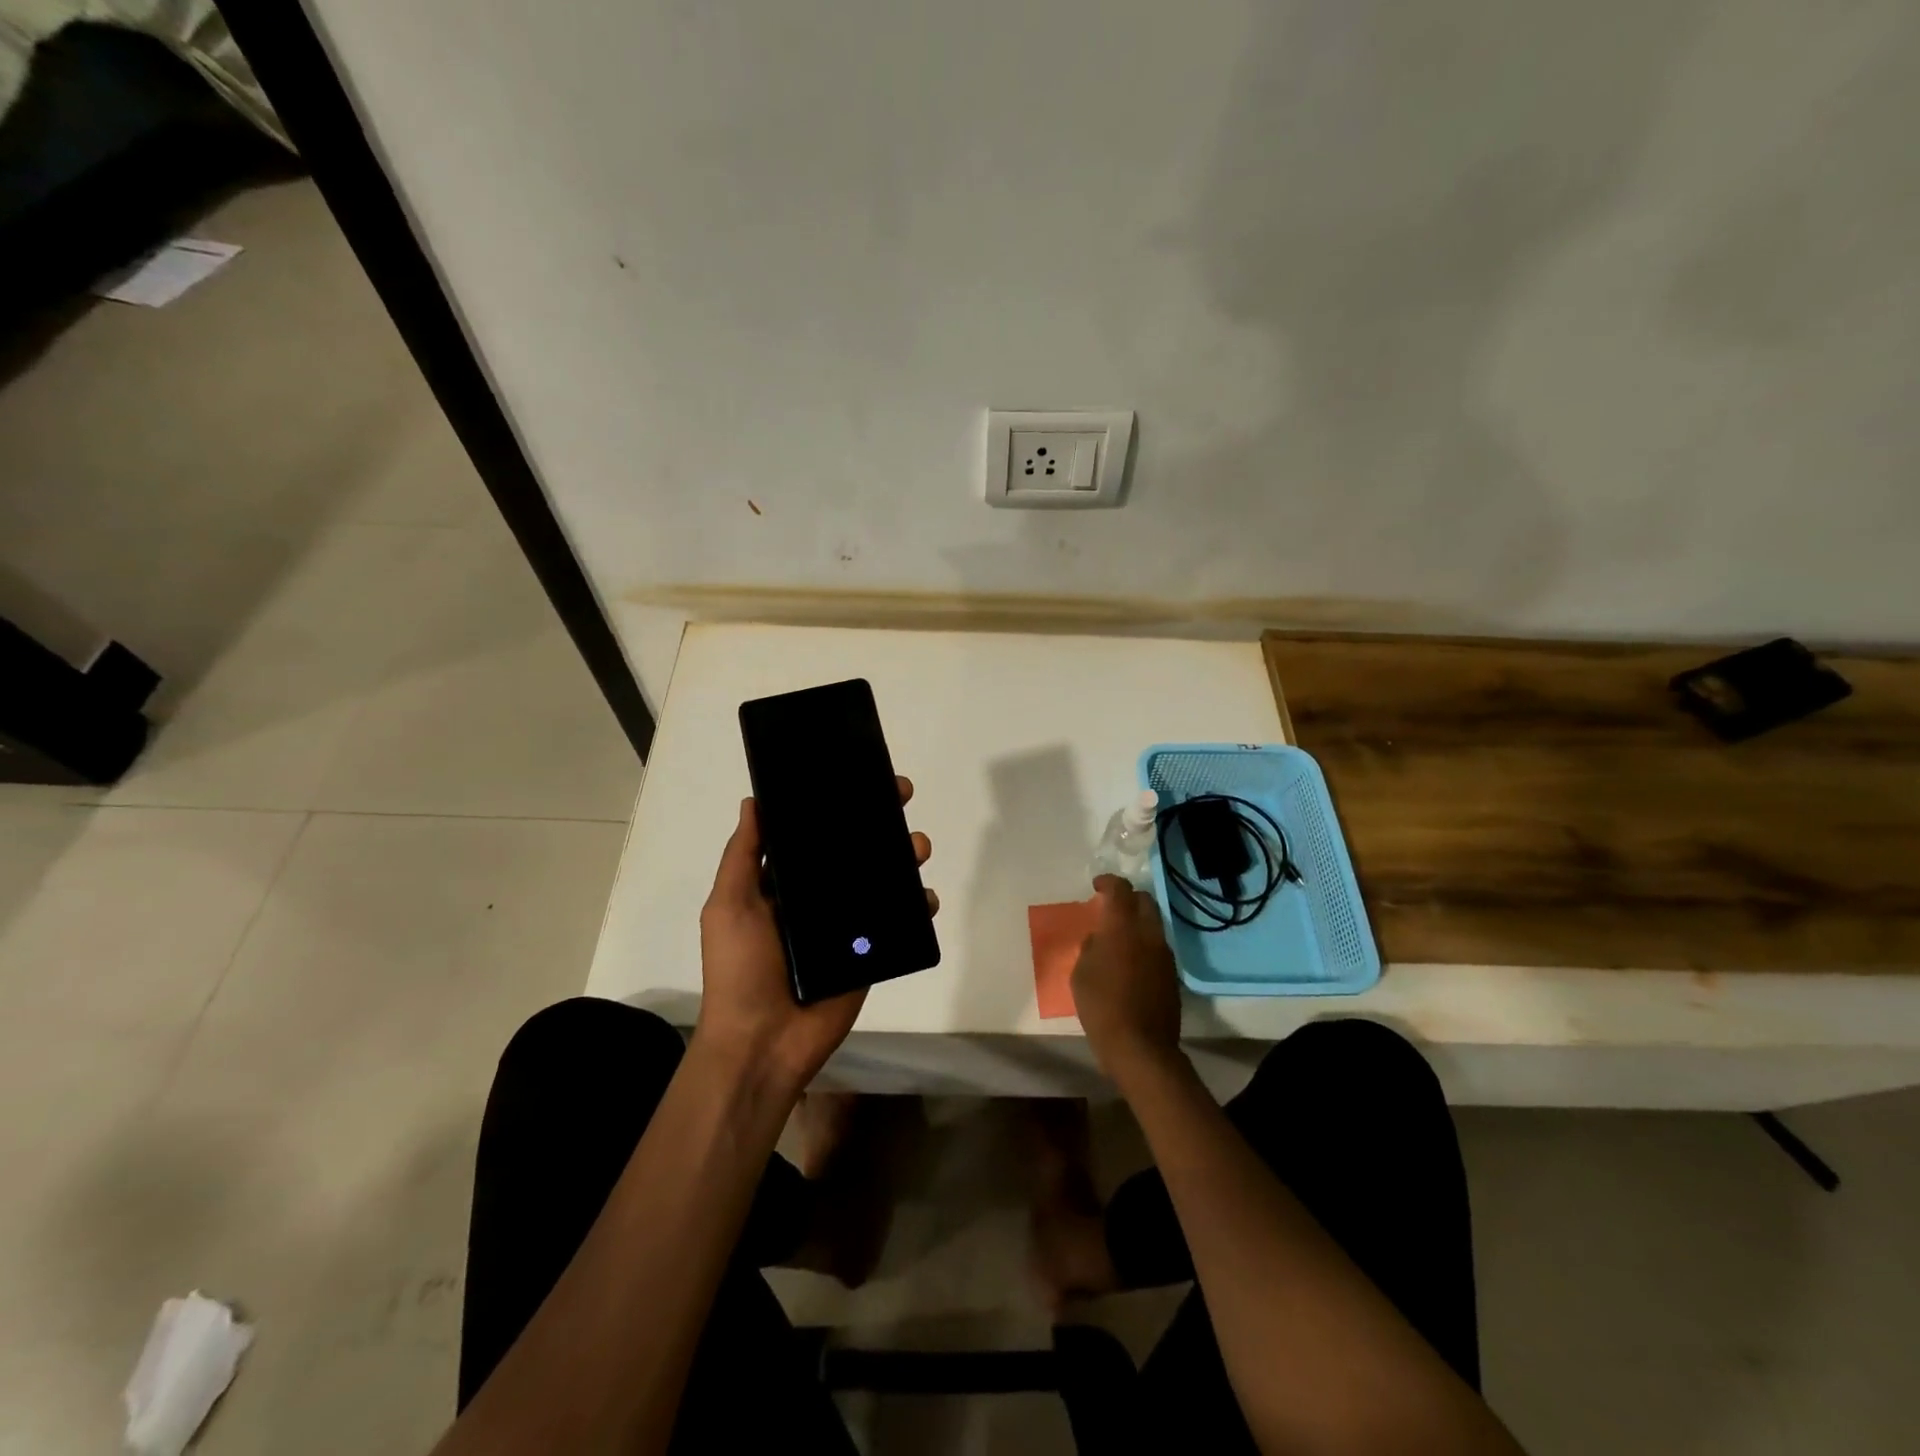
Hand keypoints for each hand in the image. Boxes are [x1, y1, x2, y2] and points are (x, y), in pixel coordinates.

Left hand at [693, 778, 934, 1096]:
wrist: (763, 1043)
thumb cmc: (739, 969)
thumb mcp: (729, 906)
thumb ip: (743, 856)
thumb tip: (753, 801)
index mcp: (785, 883)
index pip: (815, 833)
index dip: (836, 804)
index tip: (858, 776)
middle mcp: (819, 897)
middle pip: (855, 850)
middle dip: (879, 821)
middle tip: (901, 795)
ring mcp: (847, 925)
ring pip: (883, 880)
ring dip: (904, 857)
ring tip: (916, 847)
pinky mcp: (870, 952)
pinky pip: (899, 922)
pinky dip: (918, 905)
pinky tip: (925, 897)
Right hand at [1072, 875, 1182, 1083]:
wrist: (1140, 1047)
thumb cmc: (1101, 1006)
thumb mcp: (1081, 973)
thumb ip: (1091, 947)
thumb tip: (1100, 938)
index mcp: (1122, 927)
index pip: (1120, 889)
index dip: (1108, 882)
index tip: (1096, 886)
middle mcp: (1148, 933)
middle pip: (1144, 900)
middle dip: (1128, 898)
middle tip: (1111, 909)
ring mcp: (1164, 954)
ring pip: (1154, 924)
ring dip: (1138, 922)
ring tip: (1120, 937)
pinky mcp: (1172, 974)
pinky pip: (1157, 947)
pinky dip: (1145, 944)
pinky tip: (1131, 962)